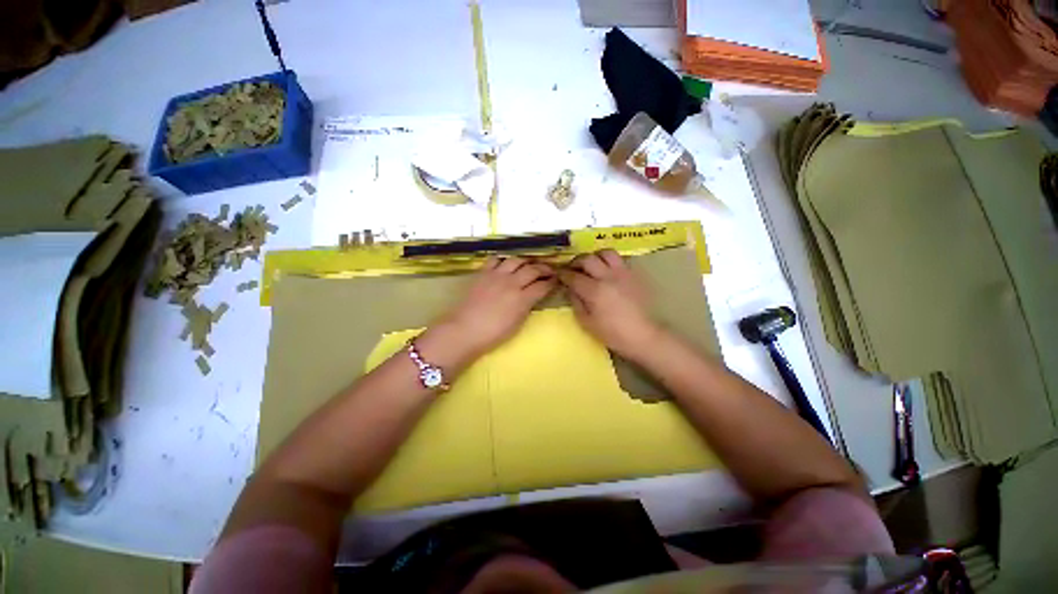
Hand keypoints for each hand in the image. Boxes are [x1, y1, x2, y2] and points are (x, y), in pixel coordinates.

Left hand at [424, 256, 556, 362]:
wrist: (465, 330)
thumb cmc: (493, 333)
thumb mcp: (517, 323)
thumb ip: (527, 306)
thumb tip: (532, 297)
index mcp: (522, 299)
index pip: (543, 286)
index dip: (552, 283)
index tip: (556, 281)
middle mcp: (512, 283)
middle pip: (533, 269)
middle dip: (544, 268)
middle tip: (550, 270)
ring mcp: (497, 275)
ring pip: (516, 260)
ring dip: (526, 261)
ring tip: (530, 264)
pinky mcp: (483, 273)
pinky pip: (496, 259)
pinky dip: (504, 260)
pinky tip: (506, 264)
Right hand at [559, 250, 660, 359]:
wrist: (643, 335)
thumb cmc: (612, 333)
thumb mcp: (587, 322)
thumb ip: (576, 302)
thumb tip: (570, 288)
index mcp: (594, 291)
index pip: (573, 276)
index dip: (563, 274)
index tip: (558, 274)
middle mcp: (608, 277)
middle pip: (587, 258)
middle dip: (576, 261)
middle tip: (572, 269)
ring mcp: (623, 273)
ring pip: (606, 253)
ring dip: (595, 256)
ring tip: (592, 265)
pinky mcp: (634, 274)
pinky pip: (619, 259)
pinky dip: (609, 261)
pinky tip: (607, 271)